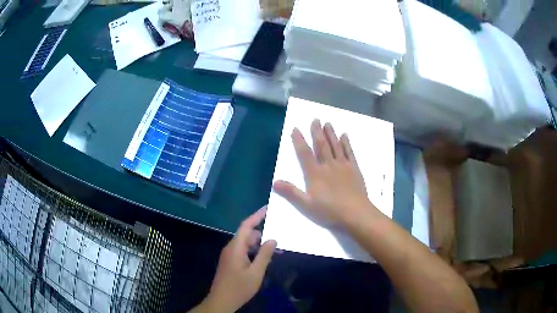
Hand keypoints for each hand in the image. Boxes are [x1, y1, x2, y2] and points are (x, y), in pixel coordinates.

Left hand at [194, 207, 276, 312]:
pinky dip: (253, 252)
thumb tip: (272, 239)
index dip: (256, 216)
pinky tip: (263, 259)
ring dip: (258, 245)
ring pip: (245, 244)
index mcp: (235, 248)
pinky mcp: (230, 262)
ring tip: (274, 251)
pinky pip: (243, 252)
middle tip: (278, 238)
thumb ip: (264, 255)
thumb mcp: (256, 272)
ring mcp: (229, 255)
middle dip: (262, 235)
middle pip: (246, 235)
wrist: (222, 300)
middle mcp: (231, 248)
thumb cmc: (239, 287)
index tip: (267, 209)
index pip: (246, 226)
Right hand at [273, 120, 377, 226]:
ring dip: (331, 134)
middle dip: (317, 132)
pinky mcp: (354, 169)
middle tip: (315, 119)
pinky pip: (349, 152)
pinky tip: (345, 136)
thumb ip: (291, 193)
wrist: (355, 213)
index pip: (305, 154)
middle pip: (321, 145)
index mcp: (315, 174)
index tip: (296, 129)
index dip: (299, 141)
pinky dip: (346, 143)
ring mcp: (343, 166)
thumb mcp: (307, 205)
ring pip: (335, 146)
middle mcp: (328, 165)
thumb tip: (275, 182)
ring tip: (328, 123)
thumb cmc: (329, 211)